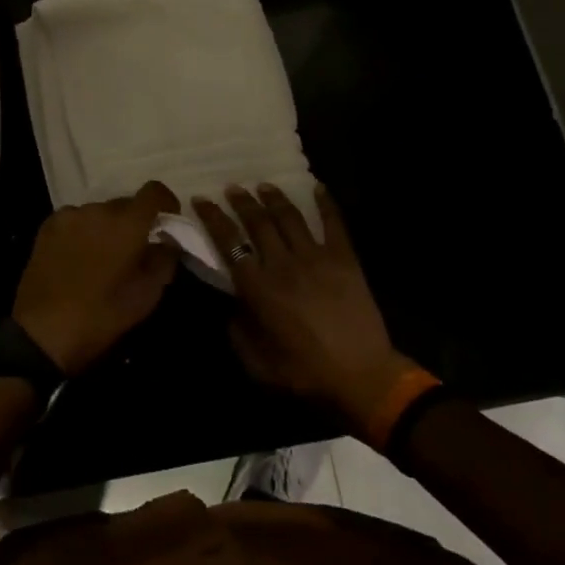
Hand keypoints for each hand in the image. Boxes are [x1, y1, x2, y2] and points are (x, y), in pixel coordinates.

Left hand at [13, 182, 181, 376]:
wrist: (42, 333)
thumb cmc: (102, 316)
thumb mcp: (146, 296)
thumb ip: (165, 260)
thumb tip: (169, 241)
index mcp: (127, 223)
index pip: (154, 191)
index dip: (166, 202)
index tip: (168, 220)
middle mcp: (99, 209)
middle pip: (126, 203)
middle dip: (135, 221)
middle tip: (134, 250)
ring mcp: (70, 215)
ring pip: (99, 212)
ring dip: (107, 227)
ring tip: (102, 257)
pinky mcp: (48, 226)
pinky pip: (76, 220)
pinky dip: (84, 231)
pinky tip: (78, 257)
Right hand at [193, 184, 418, 432]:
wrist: (362, 379)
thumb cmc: (305, 375)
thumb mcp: (257, 364)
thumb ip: (238, 331)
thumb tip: (230, 304)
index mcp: (258, 288)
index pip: (229, 242)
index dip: (213, 218)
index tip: (202, 200)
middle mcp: (283, 264)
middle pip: (258, 222)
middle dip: (242, 201)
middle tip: (233, 188)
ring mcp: (316, 257)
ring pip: (290, 217)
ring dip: (274, 198)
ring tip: (264, 186)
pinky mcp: (344, 259)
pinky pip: (333, 223)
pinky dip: (325, 203)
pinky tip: (317, 187)